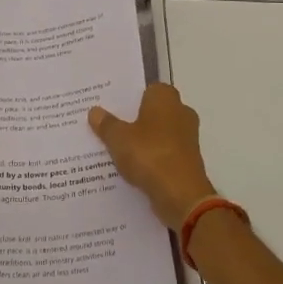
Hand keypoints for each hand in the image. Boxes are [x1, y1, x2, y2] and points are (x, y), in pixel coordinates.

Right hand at [88, 83, 219, 229]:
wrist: (181, 195)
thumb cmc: (149, 155)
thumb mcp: (118, 138)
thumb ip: (106, 124)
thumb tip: (94, 111)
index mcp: (165, 98)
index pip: (146, 89)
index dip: (129, 97)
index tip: (111, 107)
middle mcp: (181, 112)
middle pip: (153, 111)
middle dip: (134, 119)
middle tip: (109, 127)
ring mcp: (187, 137)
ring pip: (158, 133)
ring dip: (143, 140)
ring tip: (116, 149)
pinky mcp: (188, 160)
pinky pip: (164, 152)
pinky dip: (152, 157)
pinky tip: (132, 167)